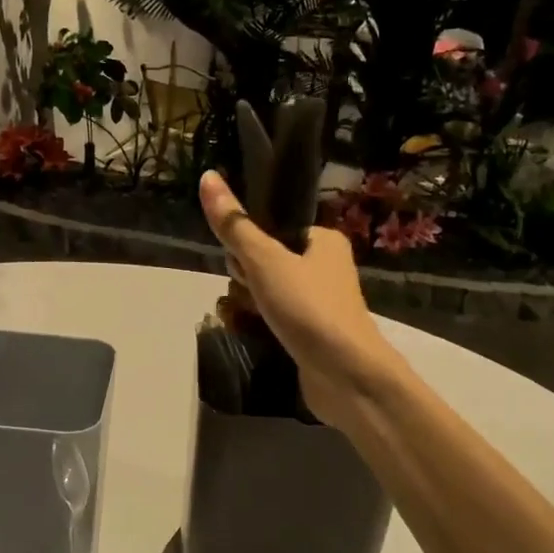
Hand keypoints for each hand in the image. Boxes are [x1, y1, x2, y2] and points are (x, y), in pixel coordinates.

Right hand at [198, 170, 401, 427]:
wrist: (346, 376)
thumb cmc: (309, 309)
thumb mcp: (265, 261)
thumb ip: (235, 225)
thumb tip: (207, 176)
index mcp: (325, 240)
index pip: (275, 228)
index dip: (249, 243)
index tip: (238, 263)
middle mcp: (327, 268)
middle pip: (269, 260)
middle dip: (246, 277)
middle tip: (245, 293)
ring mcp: (322, 304)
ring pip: (271, 292)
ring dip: (250, 303)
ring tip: (244, 316)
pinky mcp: (315, 334)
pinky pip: (279, 319)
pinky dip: (263, 324)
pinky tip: (252, 333)